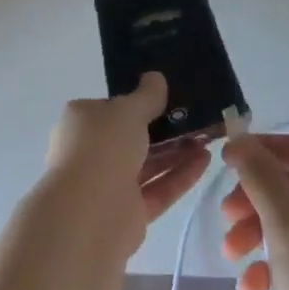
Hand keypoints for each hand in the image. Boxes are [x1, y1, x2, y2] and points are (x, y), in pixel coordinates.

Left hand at [43, 72, 209, 249]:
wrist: (90, 212)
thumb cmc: (103, 147)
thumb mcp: (128, 110)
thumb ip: (147, 95)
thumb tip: (155, 77)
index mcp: (81, 123)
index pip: (109, 109)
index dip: (136, 103)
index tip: (166, 99)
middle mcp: (91, 153)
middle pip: (132, 138)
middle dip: (164, 130)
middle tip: (195, 119)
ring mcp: (109, 185)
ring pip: (148, 164)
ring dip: (177, 152)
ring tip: (207, 139)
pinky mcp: (129, 213)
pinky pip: (158, 189)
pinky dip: (180, 176)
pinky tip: (205, 161)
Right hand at [219, 134, 288, 289]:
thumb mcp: (287, 227)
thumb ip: (262, 177)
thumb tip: (241, 142)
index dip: (263, 148)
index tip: (225, 162)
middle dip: (255, 197)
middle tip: (225, 217)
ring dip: (258, 231)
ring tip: (231, 255)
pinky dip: (273, 265)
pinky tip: (250, 289)